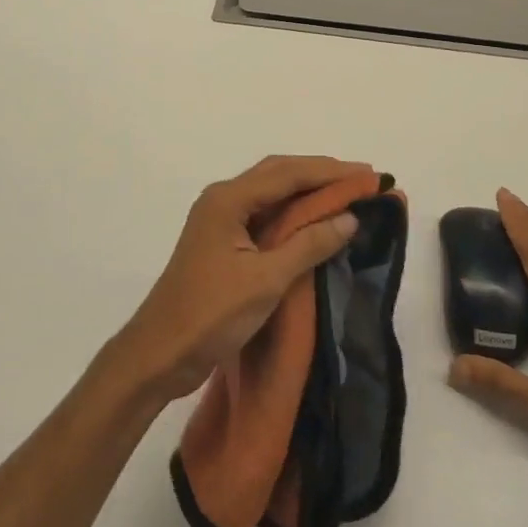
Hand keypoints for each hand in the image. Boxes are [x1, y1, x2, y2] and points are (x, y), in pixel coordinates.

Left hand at [117, 155, 372, 402]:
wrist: (159, 354)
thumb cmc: (211, 315)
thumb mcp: (266, 280)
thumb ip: (309, 245)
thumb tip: (349, 218)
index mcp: (228, 200)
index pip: (287, 173)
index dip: (330, 172)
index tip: (368, 175)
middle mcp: (222, 199)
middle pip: (278, 174)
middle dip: (320, 174)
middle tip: (361, 181)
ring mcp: (220, 219)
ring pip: (271, 192)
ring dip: (306, 191)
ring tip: (345, 195)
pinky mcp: (222, 241)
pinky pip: (263, 213)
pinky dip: (292, 212)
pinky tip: (313, 222)